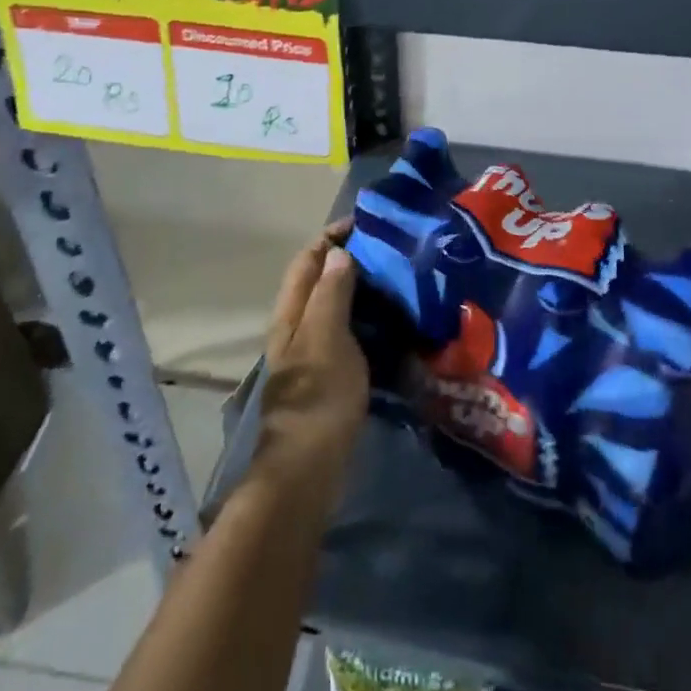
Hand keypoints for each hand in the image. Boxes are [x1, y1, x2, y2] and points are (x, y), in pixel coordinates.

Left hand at [250, 220, 369, 511]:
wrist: (307, 467)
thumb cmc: (318, 395)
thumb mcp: (326, 335)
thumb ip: (331, 292)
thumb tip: (338, 252)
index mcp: (292, 312)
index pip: (308, 259)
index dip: (332, 236)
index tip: (367, 223)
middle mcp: (297, 327)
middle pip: (319, 281)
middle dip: (349, 260)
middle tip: (391, 251)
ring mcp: (311, 354)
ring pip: (334, 308)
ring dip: (361, 291)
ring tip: (398, 282)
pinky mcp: (327, 378)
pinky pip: (347, 335)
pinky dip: (367, 322)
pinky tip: (393, 326)